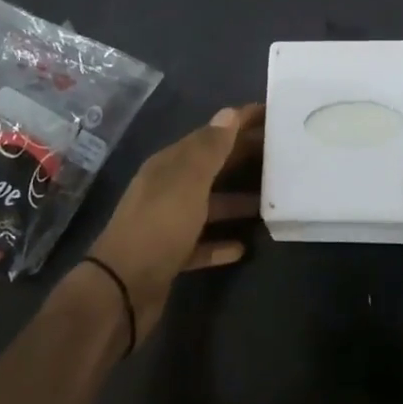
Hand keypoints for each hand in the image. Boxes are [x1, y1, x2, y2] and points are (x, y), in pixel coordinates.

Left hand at [87, 104, 261, 344]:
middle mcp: (167, 188)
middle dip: (242, 157)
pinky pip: (202, 243)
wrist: (121, 290)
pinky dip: (221, 242)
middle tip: (281, 154)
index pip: (210, 134)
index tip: (271, 114)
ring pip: (209, 205)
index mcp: (169, 164)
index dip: (238, 122)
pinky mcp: (171, 256)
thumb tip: (229, 114)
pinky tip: (243, 247)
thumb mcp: (188, 181)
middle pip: (211, 167)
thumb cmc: (159, 226)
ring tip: (271, 201)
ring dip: (236, 201)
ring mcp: (168, 223)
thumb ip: (210, 148)